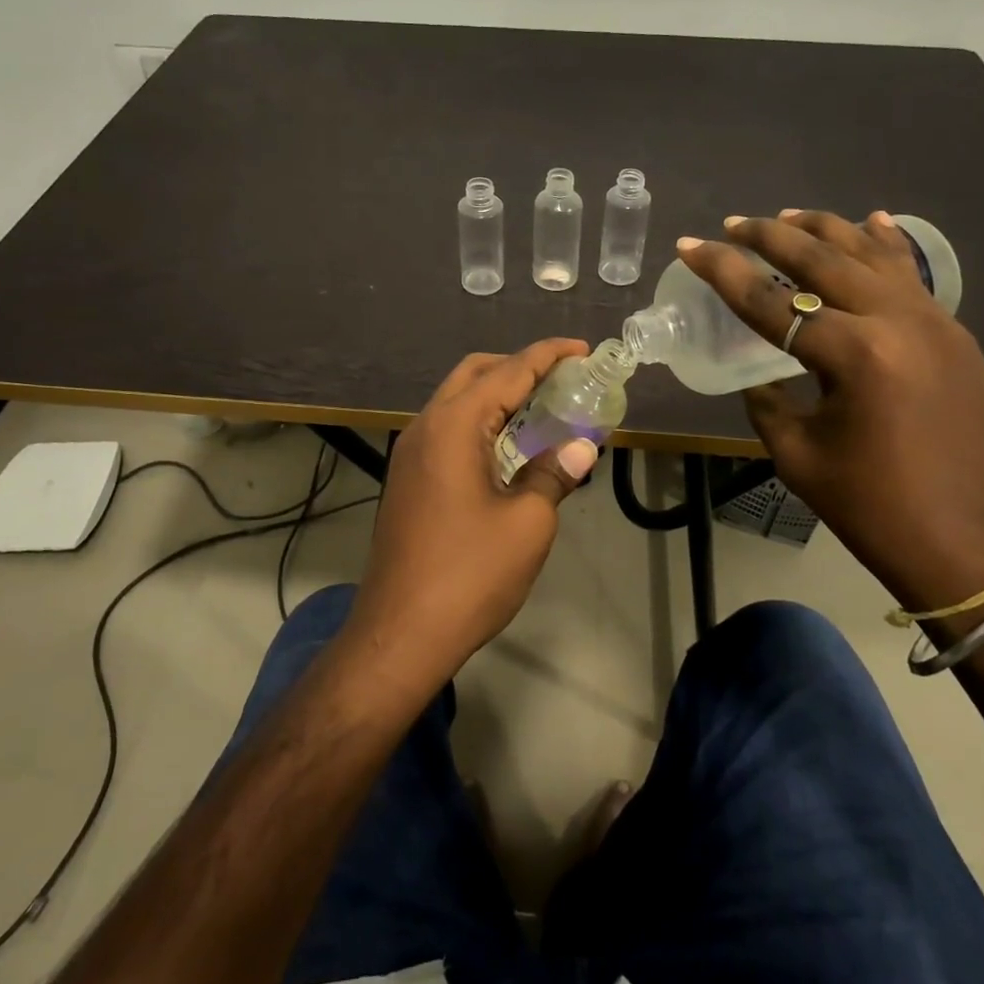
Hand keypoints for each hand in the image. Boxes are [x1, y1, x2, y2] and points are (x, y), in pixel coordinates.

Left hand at [347, 339, 600, 691]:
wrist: (400, 634)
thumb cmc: (469, 575)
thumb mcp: (528, 523)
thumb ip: (555, 473)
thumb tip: (582, 447)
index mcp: (452, 426)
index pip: (507, 371)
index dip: (548, 355)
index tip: (582, 349)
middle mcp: (425, 427)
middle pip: (474, 374)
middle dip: (518, 367)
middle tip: (562, 379)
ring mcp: (410, 454)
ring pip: (457, 402)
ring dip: (498, 396)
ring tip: (543, 408)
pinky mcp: (408, 479)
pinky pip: (448, 431)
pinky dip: (481, 423)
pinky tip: (510, 447)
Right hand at [678, 211, 983, 614]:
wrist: (973, 547)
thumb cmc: (876, 510)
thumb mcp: (800, 458)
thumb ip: (770, 405)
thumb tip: (764, 379)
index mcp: (854, 355)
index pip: (772, 300)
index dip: (724, 272)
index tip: (691, 246)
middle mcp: (897, 322)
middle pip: (822, 260)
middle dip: (770, 236)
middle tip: (732, 224)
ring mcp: (935, 323)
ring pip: (871, 254)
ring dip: (824, 230)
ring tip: (786, 215)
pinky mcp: (955, 335)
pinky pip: (911, 275)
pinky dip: (884, 245)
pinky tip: (870, 221)